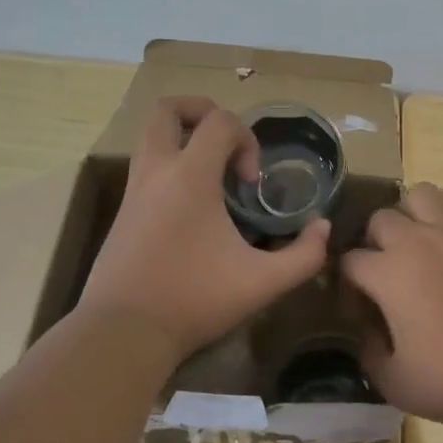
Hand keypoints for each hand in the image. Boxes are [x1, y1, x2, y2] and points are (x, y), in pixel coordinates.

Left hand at [80, 97, 329, 362]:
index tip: (252, 184)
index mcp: (189, 176)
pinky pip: (146, 167)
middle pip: (168, 109)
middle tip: (226, 143)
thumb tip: (321, 228)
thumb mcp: (264, 283)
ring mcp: (133, 190)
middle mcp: (156, 171)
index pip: (220, 121)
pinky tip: (193, 207)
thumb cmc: (195, 300)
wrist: (123, 333)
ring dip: (184, 139)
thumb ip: (305, 255)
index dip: (247, 140)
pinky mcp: (121, 212)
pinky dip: (171, 167)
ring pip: (151, 136)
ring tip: (213, 173)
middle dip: (202, 112)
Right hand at [340, 184, 442, 426]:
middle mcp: (418, 241)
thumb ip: (369, 354)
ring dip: (410, 214)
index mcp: (389, 274)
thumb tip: (366, 332)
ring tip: (418, 242)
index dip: (348, 284)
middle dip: (374, 243)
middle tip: (387, 274)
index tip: (361, 308)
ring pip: (420, 194)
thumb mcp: (397, 383)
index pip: (349, 261)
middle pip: (380, 219)